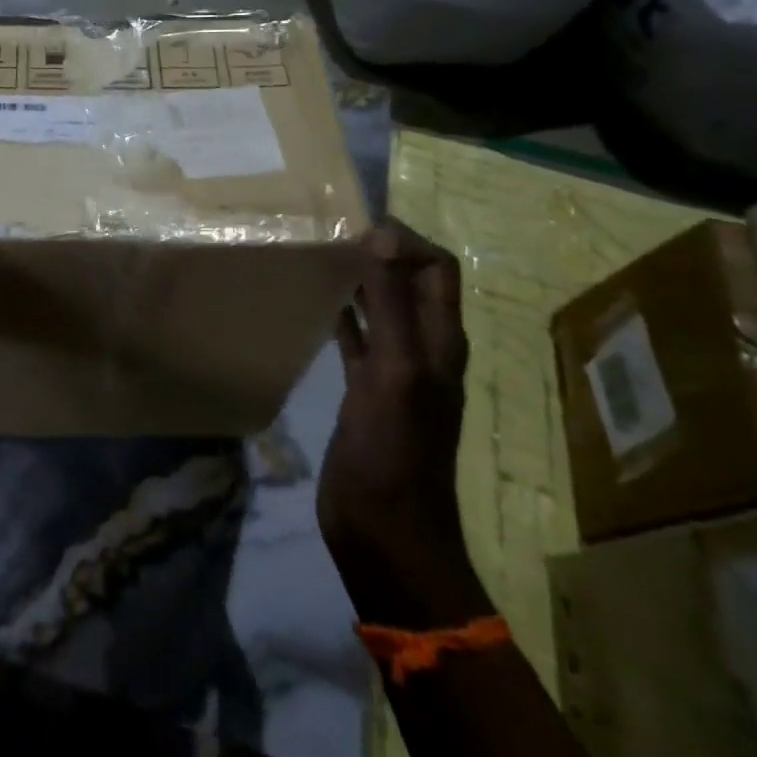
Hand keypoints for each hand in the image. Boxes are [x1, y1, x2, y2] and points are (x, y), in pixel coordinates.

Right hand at [318, 220, 485, 625]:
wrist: (384, 529)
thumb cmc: (393, 451)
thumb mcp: (395, 372)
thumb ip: (392, 307)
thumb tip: (382, 235)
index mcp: (440, 342)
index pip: (437, 269)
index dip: (407, 240)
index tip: (356, 226)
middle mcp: (423, 349)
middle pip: (411, 284)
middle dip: (380, 254)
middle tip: (330, 233)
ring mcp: (394, 372)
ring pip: (382, 309)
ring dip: (359, 282)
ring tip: (319, 257)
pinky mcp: (365, 391)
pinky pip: (357, 340)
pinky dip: (342, 317)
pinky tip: (316, 304)